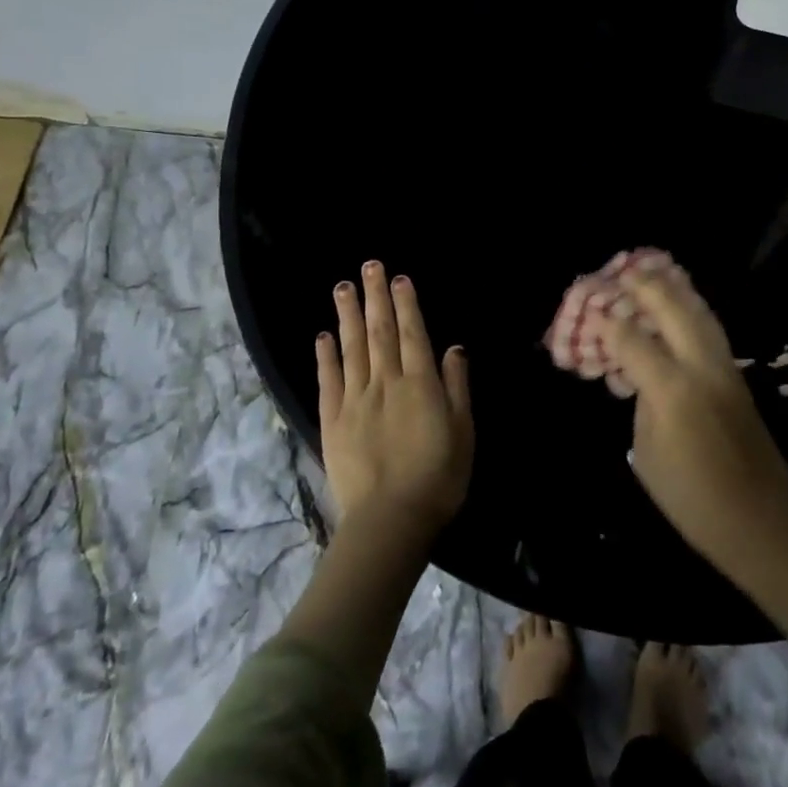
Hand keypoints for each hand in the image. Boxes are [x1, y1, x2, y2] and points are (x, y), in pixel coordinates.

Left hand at [315, 261, 473, 538]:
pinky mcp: (333, 420)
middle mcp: (385, 382)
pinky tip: (323, 335)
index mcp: (420, 383)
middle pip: (379, 331)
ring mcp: (355, 400)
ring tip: (342, 287)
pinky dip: (325, 355)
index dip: (405, 304)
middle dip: (375, 297)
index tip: (398, 278)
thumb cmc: (438, 477)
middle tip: (368, 266)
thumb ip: (457, 386)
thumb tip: (454, 348)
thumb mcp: (463, 431)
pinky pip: (328, 380)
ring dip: (348, 315)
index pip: (412, 334)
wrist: (390, 520)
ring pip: (351, 348)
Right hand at [605, 264, 787, 577]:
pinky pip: (711, 330)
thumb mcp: (647, 454)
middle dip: (646, 286)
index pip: (632, 341)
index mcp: (672, 389)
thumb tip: (642, 375)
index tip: (590, 309)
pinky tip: (682, 306)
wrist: (762, 522)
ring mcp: (725, 369)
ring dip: (676, 289)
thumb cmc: (692, 499)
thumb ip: (642, 403)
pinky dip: (693, 309)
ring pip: (700, 312)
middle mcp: (701, 367)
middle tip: (623, 270)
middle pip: (673, 309)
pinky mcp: (738, 377)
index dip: (607, 323)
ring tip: (655, 272)